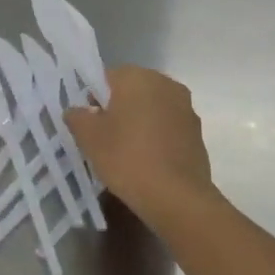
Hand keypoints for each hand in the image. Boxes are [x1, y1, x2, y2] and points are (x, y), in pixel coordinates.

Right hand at [65, 66, 214, 228]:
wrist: (176, 197)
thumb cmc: (127, 158)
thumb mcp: (88, 138)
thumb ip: (77, 117)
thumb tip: (78, 111)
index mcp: (137, 77)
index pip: (106, 78)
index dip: (92, 99)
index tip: (89, 124)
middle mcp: (165, 83)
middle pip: (132, 91)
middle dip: (118, 109)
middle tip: (104, 138)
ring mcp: (185, 107)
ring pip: (152, 108)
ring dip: (139, 122)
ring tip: (126, 152)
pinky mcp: (197, 132)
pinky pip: (168, 127)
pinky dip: (157, 137)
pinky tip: (147, 161)